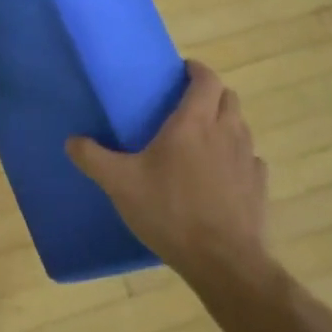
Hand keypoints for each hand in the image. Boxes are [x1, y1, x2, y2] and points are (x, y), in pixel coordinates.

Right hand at [66, 61, 272, 281]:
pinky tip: (220, 174)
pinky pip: (250, 159)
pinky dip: (236, 156)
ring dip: (225, 123)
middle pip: (229, 97)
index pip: (206, 80)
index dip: (196, 70)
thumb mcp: (120, 184)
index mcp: (194, 123)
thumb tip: (72, 140)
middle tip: (187, 104)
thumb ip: (92, 158)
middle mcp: (226, 133)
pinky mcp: (259, 186)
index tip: (182, 70)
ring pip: (241, 126)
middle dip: (211, 93)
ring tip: (202, 139)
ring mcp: (248, 160)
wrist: (222, 260)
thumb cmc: (170, 211)